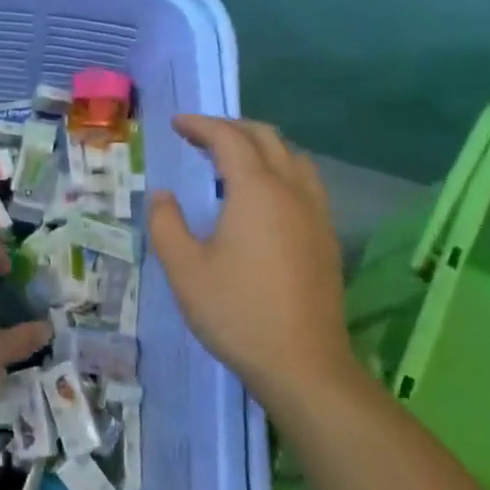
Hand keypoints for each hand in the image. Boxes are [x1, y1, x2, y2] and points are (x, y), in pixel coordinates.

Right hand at [149, 116, 350, 405]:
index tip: (177, 124)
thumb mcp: (184, 269)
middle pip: (267, 138)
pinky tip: (264, 198)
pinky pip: (306, 183)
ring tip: (233, 161)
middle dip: (232, 128)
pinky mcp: (327, 238)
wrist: (303, 364)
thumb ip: (166, 223)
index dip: (201, 125)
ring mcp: (316, 214)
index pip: (229, 138)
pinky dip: (281, 170)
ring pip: (294, 157)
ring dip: (262, 147)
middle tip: (200, 136)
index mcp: (257, 190)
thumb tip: (163, 196)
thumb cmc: (237, 312)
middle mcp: (292, 191)